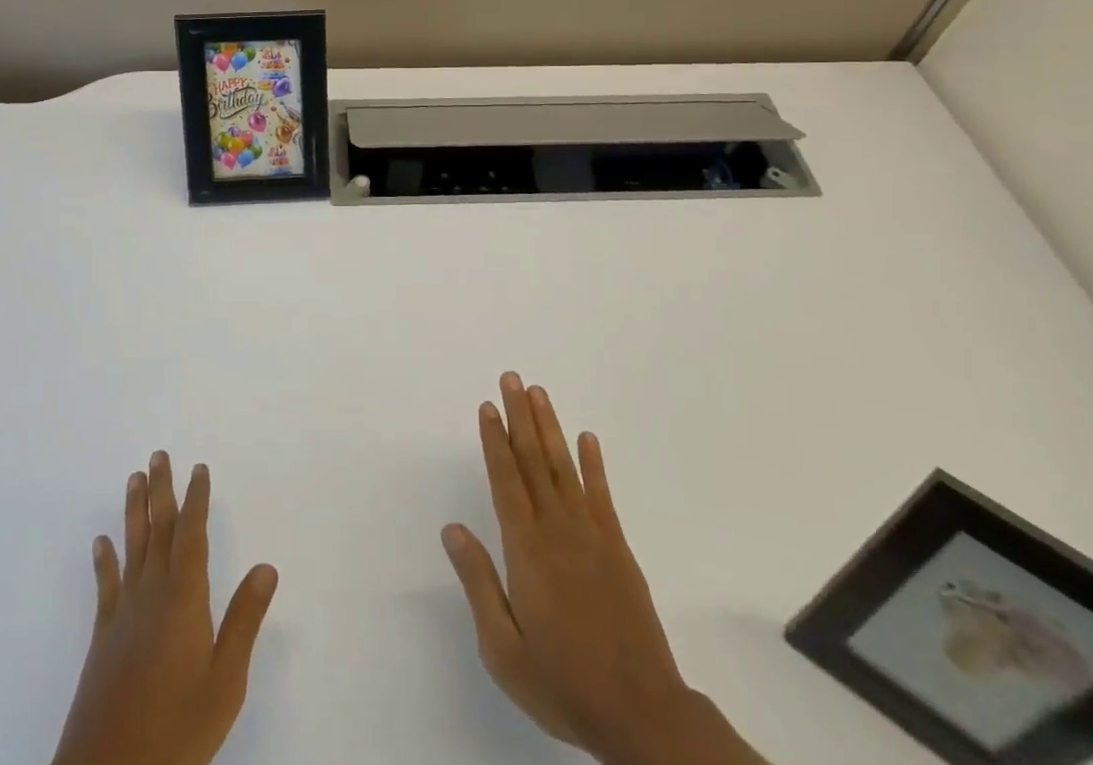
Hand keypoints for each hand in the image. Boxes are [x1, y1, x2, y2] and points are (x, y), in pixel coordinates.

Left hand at [52, 452, 278, 764]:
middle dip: (161, 490)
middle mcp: (152, 593)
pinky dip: (104, 560)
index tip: (199, 468)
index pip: (192, 534)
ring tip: (134, 478)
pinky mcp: (103, 637)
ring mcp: (123, 613)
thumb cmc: (177, 728)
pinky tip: (101, 542)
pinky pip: (106, 585)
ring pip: (131, 547)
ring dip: (134, 510)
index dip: (196, 498)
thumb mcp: (225, 680)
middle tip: (159, 454)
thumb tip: (267, 566)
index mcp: (184, 597)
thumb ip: (244, 620)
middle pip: (158, 529)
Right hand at [443, 373, 760, 764]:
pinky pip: (602, 495)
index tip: (488, 406)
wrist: (640, 714)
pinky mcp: (618, 549)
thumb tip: (452, 529)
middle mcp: (557, 530)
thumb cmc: (562, 683)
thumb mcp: (503, 648)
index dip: (495, 441)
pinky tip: (588, 439)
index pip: (506, 480)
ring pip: (565, 467)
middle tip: (512, 378)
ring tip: (539, 392)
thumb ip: (478, 582)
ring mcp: (592, 536)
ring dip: (550, 427)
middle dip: (520, 416)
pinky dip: (594, 464)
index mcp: (527, 550)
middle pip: (534, 461)